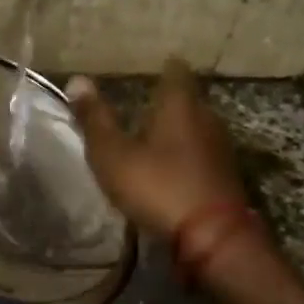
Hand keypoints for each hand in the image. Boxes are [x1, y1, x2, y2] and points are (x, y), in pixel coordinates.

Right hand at [66, 61, 246, 237]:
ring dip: (179, 131)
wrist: (213, 238)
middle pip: (189, 101)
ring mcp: (220, 150)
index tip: (158, 65)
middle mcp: (206, 120)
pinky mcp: (226, 179)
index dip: (167, 67)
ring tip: (156, 136)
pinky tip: (172, 168)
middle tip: (148, 103)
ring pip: (198, 129)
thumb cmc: (157, 185)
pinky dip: (187, 157)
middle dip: (171, 101)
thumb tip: (77, 79)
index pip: (177, 73)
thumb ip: (94, 118)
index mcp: (180, 106)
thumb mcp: (113, 153)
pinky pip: (203, 156)